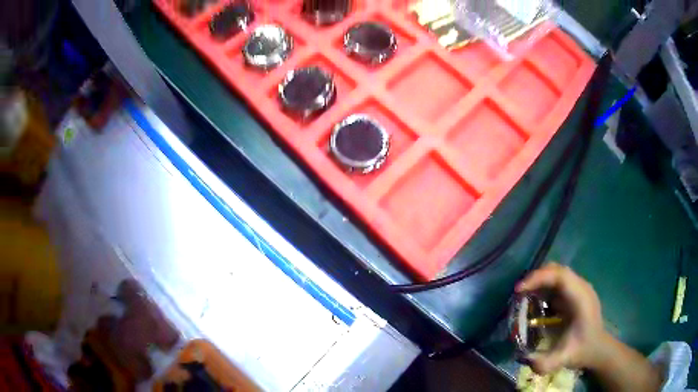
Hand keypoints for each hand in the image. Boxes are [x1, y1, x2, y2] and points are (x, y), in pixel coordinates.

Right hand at [516, 263, 607, 373]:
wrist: (598, 349)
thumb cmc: (583, 350)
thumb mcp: (564, 359)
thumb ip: (545, 362)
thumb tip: (524, 359)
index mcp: (581, 298)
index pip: (560, 276)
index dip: (539, 278)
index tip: (519, 289)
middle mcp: (581, 287)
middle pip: (557, 270)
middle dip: (536, 277)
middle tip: (519, 292)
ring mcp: (579, 289)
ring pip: (557, 274)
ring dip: (540, 281)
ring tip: (524, 296)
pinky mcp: (575, 293)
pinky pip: (558, 283)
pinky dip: (545, 287)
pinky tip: (536, 302)